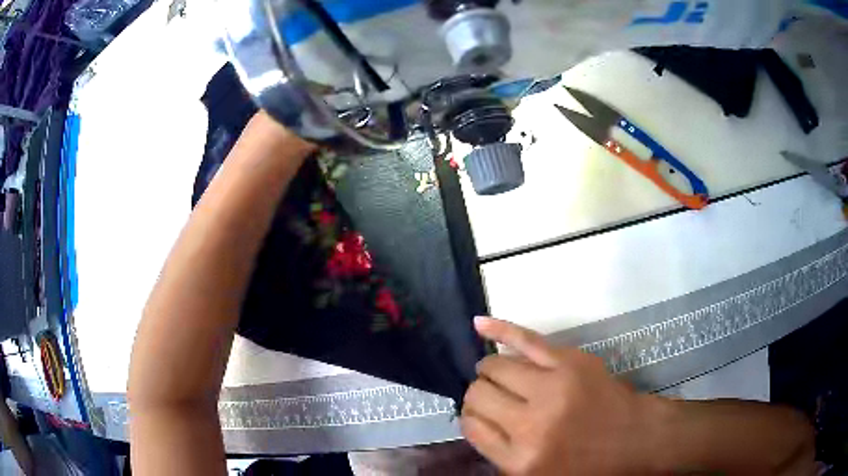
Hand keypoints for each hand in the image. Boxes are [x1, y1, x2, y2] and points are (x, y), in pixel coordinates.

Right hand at [461, 317, 657, 474]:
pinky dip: (499, 330)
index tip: (479, 416)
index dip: (471, 418)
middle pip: (479, 396)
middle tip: (491, 397)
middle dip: (478, 394)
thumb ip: (501, 454)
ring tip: (496, 374)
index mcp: (520, 460)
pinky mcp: (569, 362)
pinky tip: (479, 324)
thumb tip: (476, 421)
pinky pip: (525, 340)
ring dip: (489, 371)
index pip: (472, 427)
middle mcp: (530, 425)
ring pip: (495, 367)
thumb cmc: (588, 466)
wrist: (636, 439)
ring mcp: (551, 389)